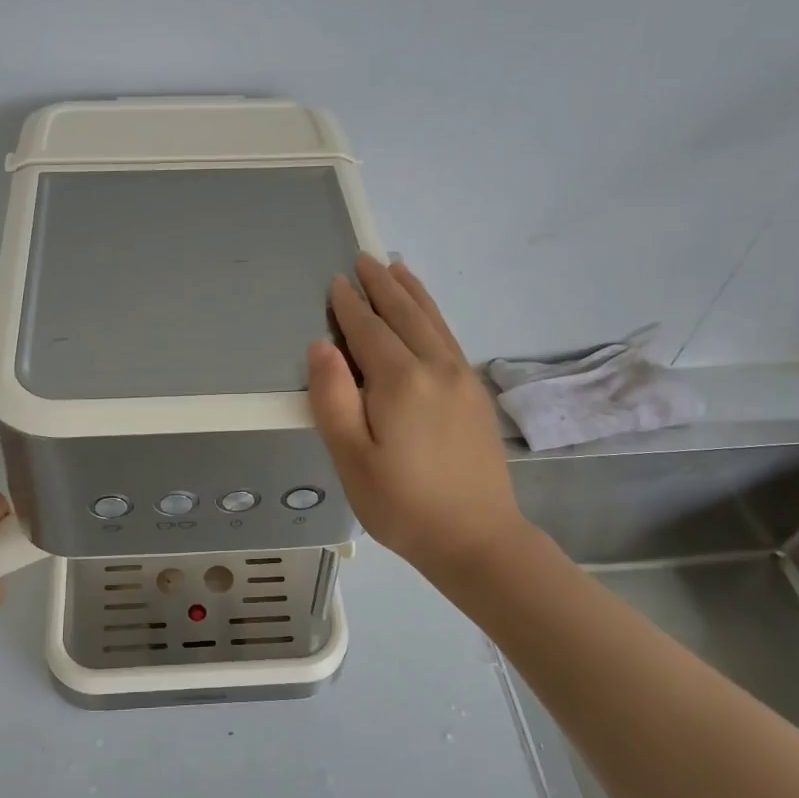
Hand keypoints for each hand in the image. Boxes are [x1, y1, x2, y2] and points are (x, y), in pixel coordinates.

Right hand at [307, 256, 526, 577]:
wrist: (477, 538)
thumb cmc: (403, 505)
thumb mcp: (352, 459)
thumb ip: (333, 398)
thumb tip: (321, 345)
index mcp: (400, 381)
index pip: (368, 331)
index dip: (349, 305)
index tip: (335, 281)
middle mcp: (435, 368)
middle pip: (404, 315)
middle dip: (381, 286)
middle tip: (363, 259)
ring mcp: (462, 378)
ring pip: (432, 321)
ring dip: (411, 292)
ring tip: (396, 268)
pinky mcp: (476, 394)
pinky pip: (449, 337)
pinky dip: (433, 314)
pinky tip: (427, 314)